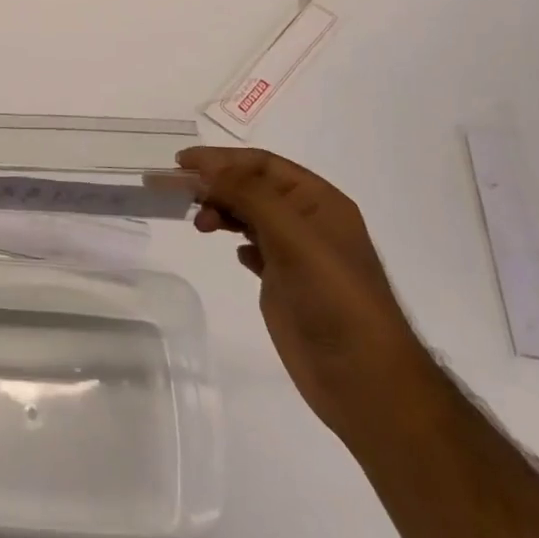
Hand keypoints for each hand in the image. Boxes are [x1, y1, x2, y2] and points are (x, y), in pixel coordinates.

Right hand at [179, 146, 436, 444]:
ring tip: (199, 224)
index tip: (180, 163)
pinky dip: (236, 238)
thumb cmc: (333, 298)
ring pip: (250, 215)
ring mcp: (297, 253)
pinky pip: (255, 246)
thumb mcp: (293, 236)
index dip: (221, 159)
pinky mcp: (285, 283)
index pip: (263, 165)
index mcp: (319, 202)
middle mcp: (308, 221)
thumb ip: (248, 195)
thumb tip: (204, 169)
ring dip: (222, 209)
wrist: (362, 378)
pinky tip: (228, 247)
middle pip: (252, 186)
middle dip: (215, 183)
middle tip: (175, 192)